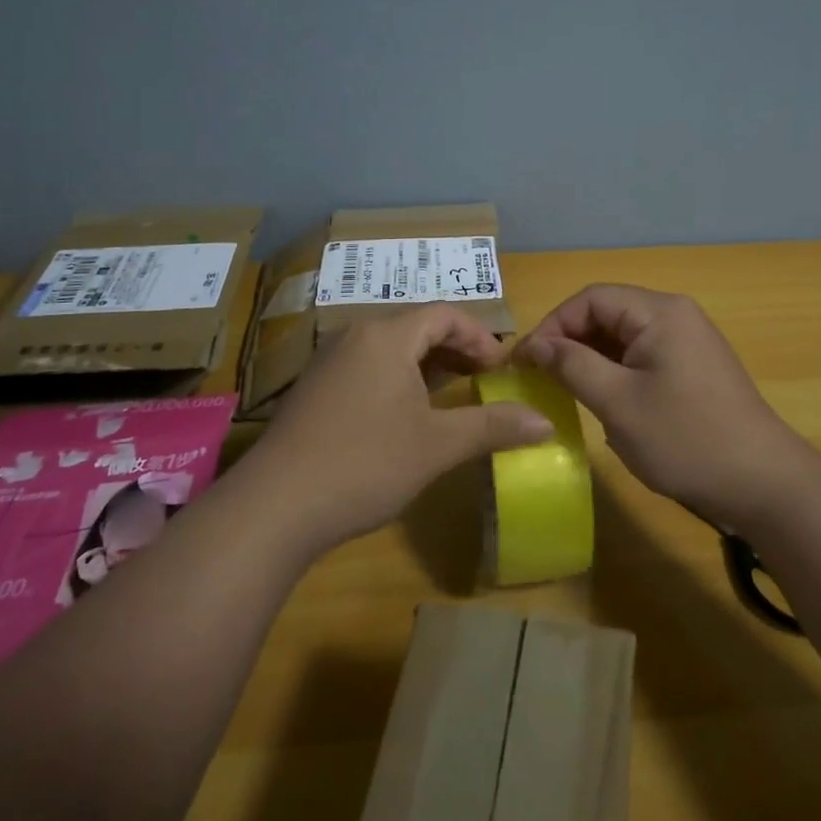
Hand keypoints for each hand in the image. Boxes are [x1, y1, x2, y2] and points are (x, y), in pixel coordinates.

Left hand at [248, 305, 553, 552]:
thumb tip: (545, 423)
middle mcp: (355, 335)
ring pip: (390, 348)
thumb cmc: (365, 463)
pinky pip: (367, 366)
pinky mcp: (314, 388)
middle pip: (416, 326)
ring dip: (426, 365)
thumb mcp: (437, 445)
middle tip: (484, 379)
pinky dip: (397, 378)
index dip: (480, 337)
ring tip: (452, 395)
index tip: (502, 368)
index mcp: (386, 335)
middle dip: (456, 349)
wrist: (275, 506)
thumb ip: (493, 426)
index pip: (444, 315)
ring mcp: (328, 361)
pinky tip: (405, 414)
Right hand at [518, 284, 810, 529]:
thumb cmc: (686, 439)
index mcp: (659, 312)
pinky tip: (604, 403)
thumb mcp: (618, 403)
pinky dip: (615, 372)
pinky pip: (642, 356)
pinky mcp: (693, 368)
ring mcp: (688, 342)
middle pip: (607, 313)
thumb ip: (572, 365)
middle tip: (540, 378)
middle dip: (570, 341)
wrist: (764, 484)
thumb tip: (535, 344)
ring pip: (623, 337)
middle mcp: (675, 316)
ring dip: (591, 359)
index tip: (526, 361)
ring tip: (566, 391)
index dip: (553, 324)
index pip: (591, 298)